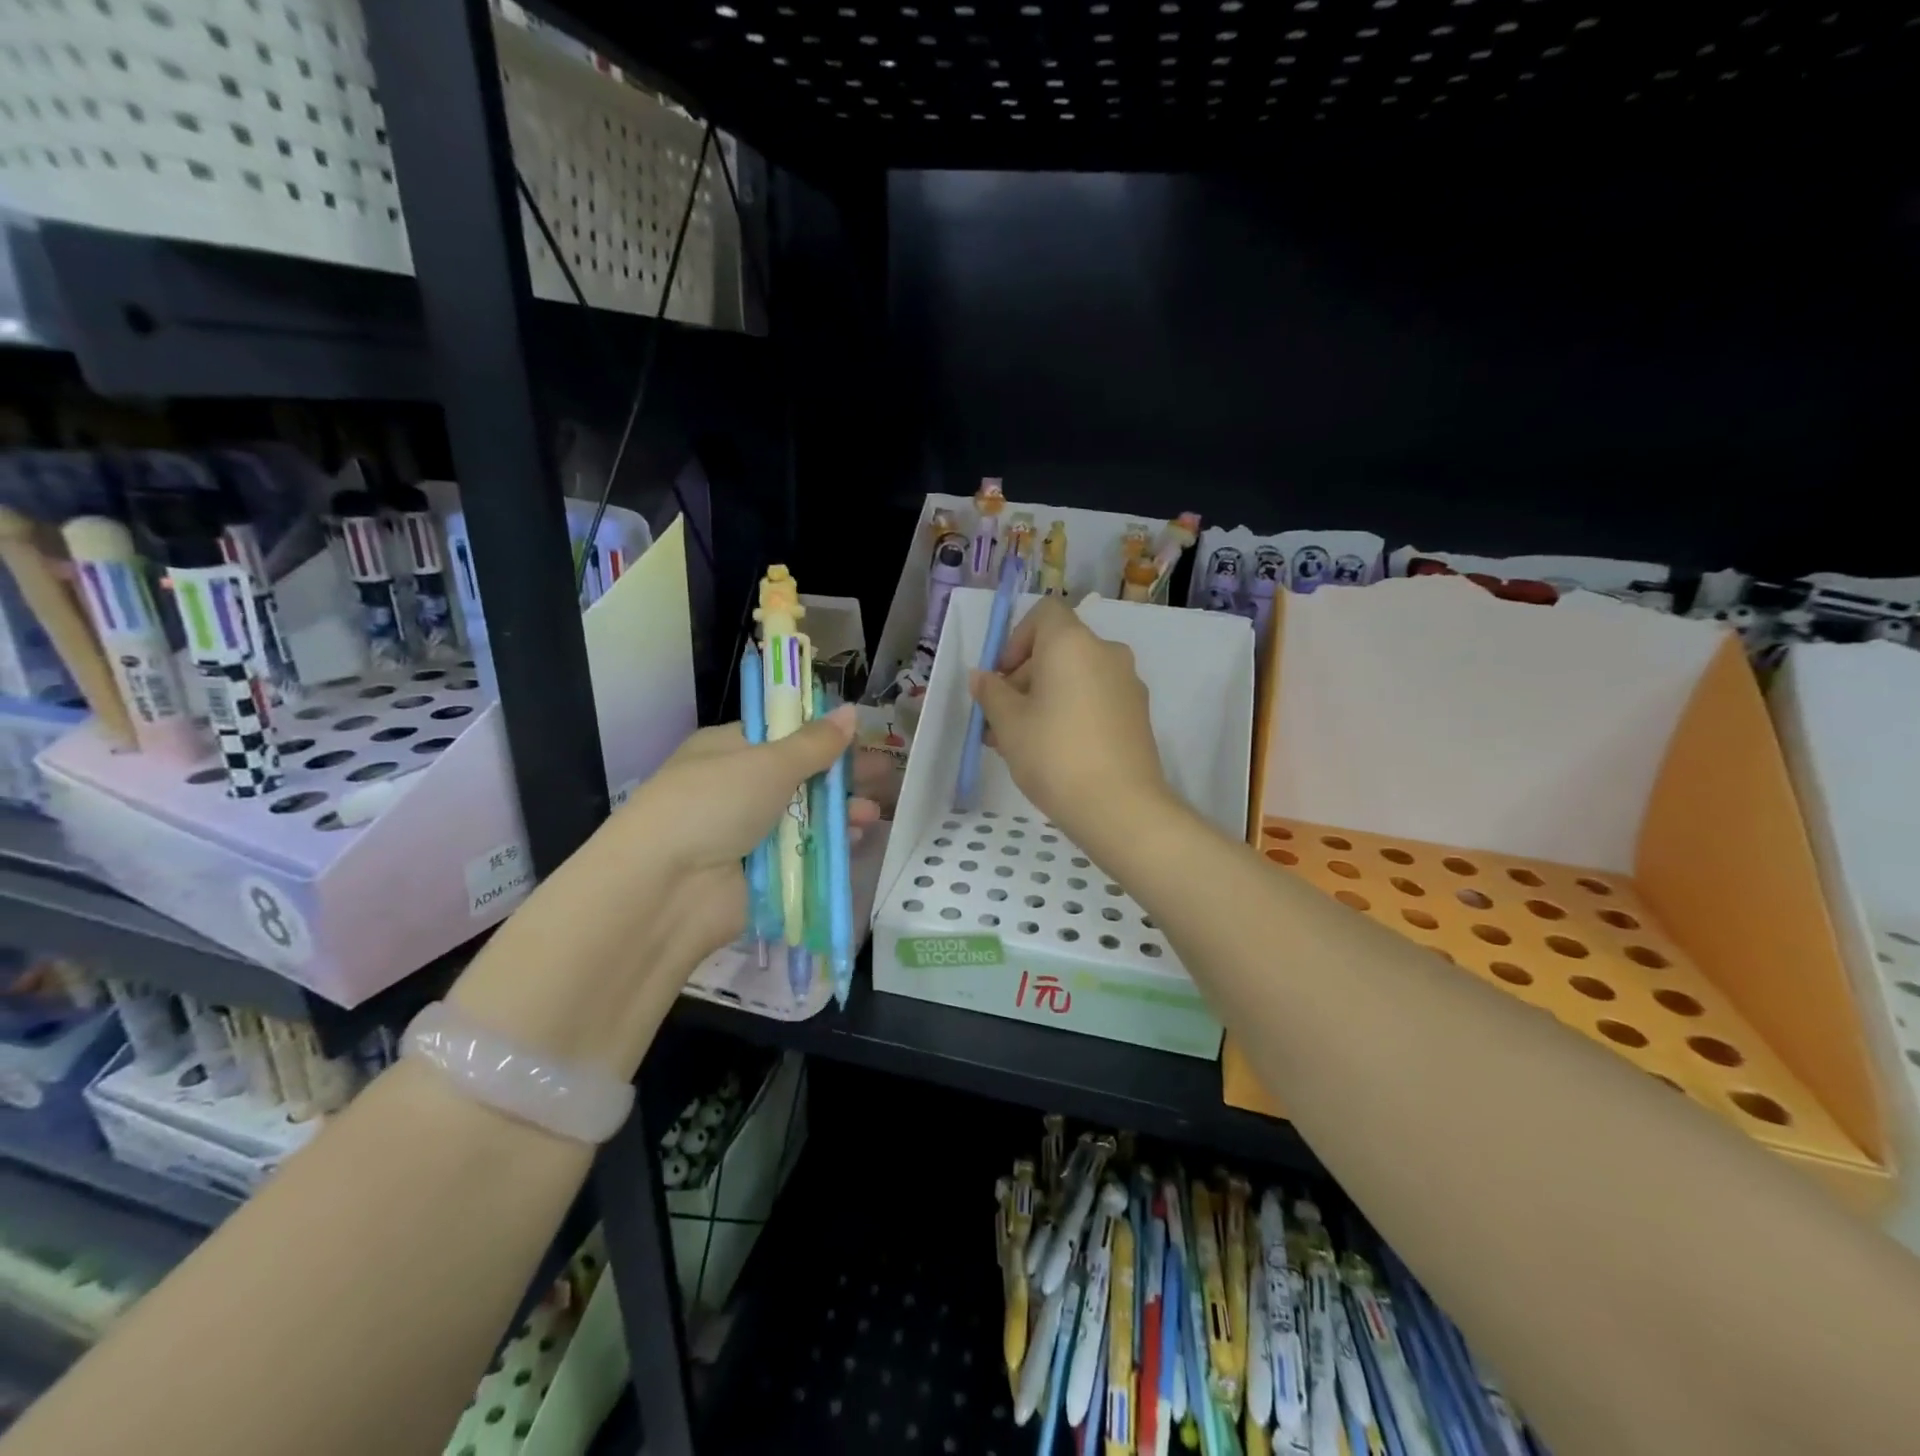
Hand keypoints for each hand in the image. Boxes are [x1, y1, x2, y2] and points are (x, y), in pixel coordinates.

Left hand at [624, 705, 865, 873]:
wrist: (666, 888)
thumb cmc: (713, 804)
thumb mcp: (767, 763)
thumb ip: (815, 743)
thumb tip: (850, 712)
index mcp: (729, 750)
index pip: (782, 734)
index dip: (822, 735)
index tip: (860, 738)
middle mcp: (739, 787)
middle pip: (801, 776)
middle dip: (841, 777)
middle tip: (883, 776)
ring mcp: (749, 832)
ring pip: (806, 816)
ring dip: (840, 812)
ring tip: (871, 813)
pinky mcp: (762, 871)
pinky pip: (803, 852)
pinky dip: (829, 845)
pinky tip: (855, 840)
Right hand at [967, 597, 1173, 849]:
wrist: (1119, 807)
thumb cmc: (1054, 755)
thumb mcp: (1008, 724)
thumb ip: (991, 693)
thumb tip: (982, 677)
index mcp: (1072, 644)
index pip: (1044, 614)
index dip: (1016, 639)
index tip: (1002, 678)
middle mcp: (1106, 653)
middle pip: (1058, 648)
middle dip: (1025, 677)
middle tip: (1000, 719)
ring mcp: (1127, 684)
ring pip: (1075, 677)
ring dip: (1045, 698)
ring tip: (1019, 741)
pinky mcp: (1137, 714)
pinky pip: (1095, 698)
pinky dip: (1071, 711)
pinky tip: (1052, 751)